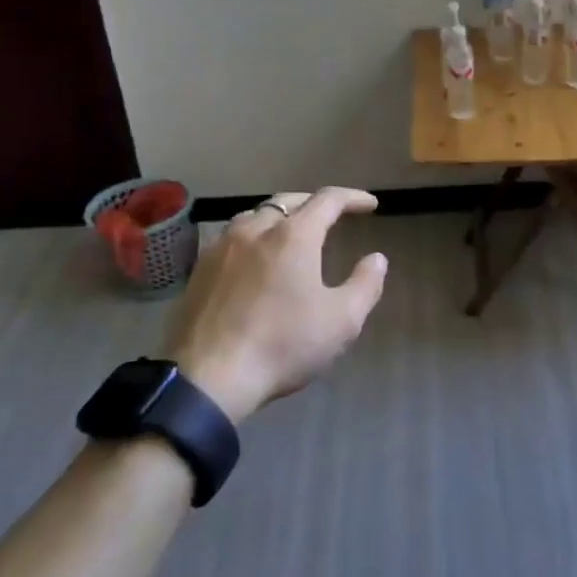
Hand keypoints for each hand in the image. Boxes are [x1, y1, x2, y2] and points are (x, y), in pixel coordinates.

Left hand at [163, 188, 387, 423]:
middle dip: (314, 203)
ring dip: (280, 216)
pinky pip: (232, 237)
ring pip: (255, 215)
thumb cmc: (282, 345)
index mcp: (293, 236)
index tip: (370, 205)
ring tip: (291, 232)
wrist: (208, 378)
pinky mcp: (199, 269)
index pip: (328, 200)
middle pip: (288, 201)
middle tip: (332, 215)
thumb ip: (365, 285)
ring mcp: (222, 247)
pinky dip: (253, 236)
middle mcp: (255, 229)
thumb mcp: (341, 322)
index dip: (352, 198)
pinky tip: (255, 258)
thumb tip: (376, 259)